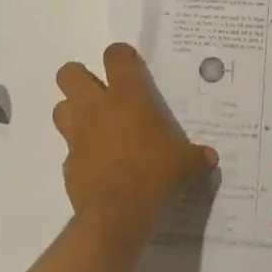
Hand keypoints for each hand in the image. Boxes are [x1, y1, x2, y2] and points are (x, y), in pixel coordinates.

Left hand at [52, 44, 217, 236]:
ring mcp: (78, 135)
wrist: (117, 216)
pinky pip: (69, 150)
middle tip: (99, 92)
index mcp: (127, 95)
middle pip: (70, 74)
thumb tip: (211, 158)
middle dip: (79, 78)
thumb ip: (196, 156)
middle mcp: (97, 107)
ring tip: (94, 126)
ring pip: (60, 108)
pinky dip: (80, 154)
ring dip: (73, 113)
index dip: (121, 56)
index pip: (116, 55)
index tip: (130, 66)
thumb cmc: (155, 175)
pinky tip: (97, 166)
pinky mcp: (68, 164)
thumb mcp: (186, 164)